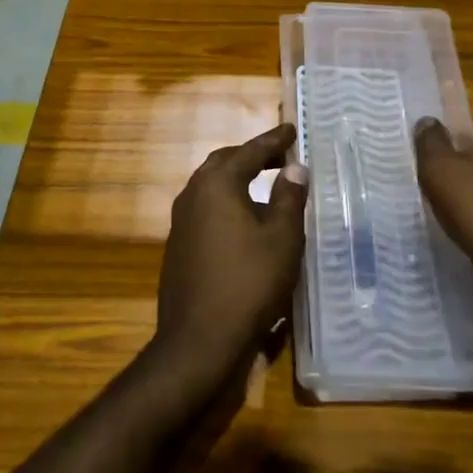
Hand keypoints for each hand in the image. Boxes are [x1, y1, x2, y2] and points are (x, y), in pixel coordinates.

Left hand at [151, 123, 309, 392]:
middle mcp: (193, 195)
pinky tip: (245, 224)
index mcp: (216, 184)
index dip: (274, 140)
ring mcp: (181, 223)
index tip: (291, 129)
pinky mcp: (178, 248)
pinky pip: (206, 212)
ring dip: (238, 181)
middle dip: (251, 157)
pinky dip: (228, 205)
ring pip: (212, 188)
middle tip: (279, 157)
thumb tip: (294, 168)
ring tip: (266, 187)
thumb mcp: (282, 239)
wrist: (199, 342)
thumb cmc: (248, 283)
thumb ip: (289, 198)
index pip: (250, 151)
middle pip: (224, 164)